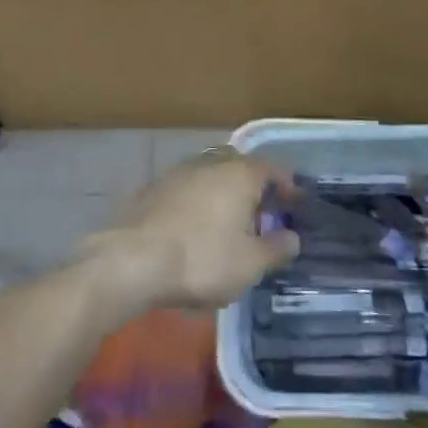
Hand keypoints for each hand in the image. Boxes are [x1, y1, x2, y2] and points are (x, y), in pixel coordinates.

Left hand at [78, 146, 300, 311]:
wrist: (132, 260)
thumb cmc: (201, 259)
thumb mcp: (249, 264)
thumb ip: (276, 248)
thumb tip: (292, 238)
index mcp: (240, 174)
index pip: (273, 169)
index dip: (288, 186)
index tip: (295, 204)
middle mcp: (211, 163)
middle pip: (241, 167)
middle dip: (254, 186)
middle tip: (263, 212)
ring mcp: (178, 172)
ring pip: (211, 176)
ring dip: (224, 193)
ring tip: (230, 222)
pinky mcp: (153, 188)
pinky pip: (187, 189)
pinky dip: (199, 202)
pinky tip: (196, 227)